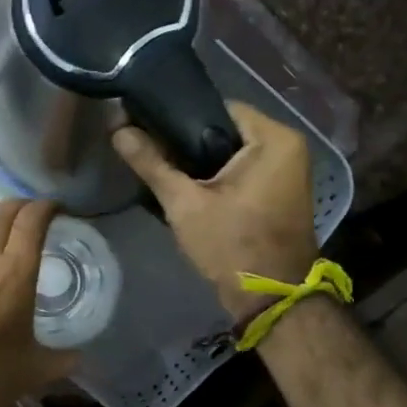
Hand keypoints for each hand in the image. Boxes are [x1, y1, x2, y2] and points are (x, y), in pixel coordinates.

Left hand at [0, 198, 80, 406]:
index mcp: (15, 271)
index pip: (32, 219)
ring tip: (2, 240)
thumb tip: (79, 356)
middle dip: (21, 206)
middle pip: (2, 212)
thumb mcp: (36, 370)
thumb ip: (63, 358)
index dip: (47, 206)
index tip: (58, 209)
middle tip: (33, 216)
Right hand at [112, 101, 317, 313]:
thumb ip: (152, 164)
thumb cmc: (231, 245)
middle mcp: (289, 146)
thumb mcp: (185, 204)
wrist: (268, 298)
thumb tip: (118, 131)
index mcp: (274, 138)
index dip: (181, 118)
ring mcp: (288, 171)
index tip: (149, 130)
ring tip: (166, 171)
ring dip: (203, 164)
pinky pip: (244, 172)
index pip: (219, 108)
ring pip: (233, 154)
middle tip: (152, 154)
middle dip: (189, 144)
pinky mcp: (280, 193)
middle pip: (226, 131)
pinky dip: (219, 179)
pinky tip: (191, 191)